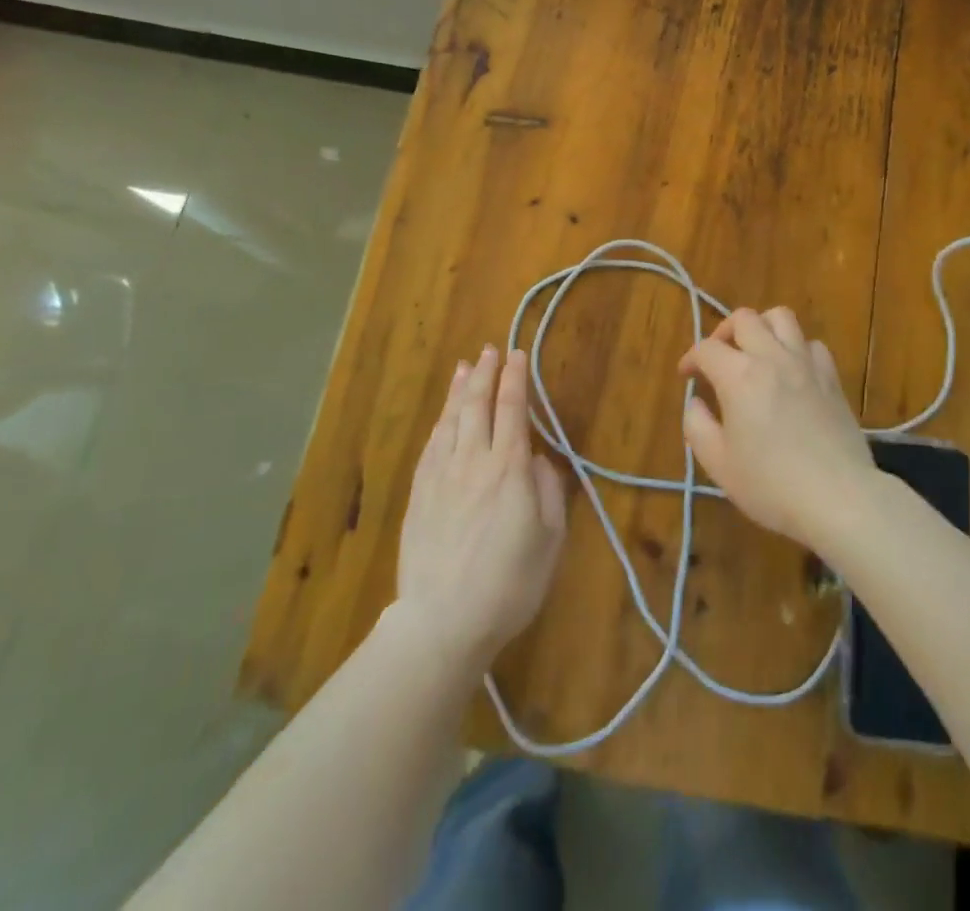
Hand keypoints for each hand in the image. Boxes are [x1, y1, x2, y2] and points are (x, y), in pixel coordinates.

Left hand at [394, 346, 567, 675]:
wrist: (443, 621)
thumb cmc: (509, 584)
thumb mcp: (550, 540)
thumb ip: (548, 491)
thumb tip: (539, 460)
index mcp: (509, 469)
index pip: (512, 410)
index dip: (515, 379)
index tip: (517, 355)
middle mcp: (473, 461)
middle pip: (478, 405)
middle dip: (486, 374)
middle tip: (490, 349)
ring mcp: (441, 475)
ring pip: (451, 420)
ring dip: (460, 390)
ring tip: (465, 367)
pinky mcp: (419, 494)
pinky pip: (431, 445)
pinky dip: (440, 421)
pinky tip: (444, 414)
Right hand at [677, 307, 875, 548]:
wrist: (839, 498)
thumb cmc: (771, 485)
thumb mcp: (718, 464)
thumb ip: (697, 427)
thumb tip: (696, 403)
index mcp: (739, 376)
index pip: (706, 348)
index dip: (691, 358)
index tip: (687, 376)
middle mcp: (772, 358)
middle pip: (744, 318)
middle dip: (724, 332)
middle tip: (719, 358)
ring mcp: (806, 364)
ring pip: (781, 317)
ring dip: (762, 327)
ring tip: (755, 352)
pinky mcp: (832, 377)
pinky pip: (812, 343)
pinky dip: (796, 348)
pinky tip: (792, 371)